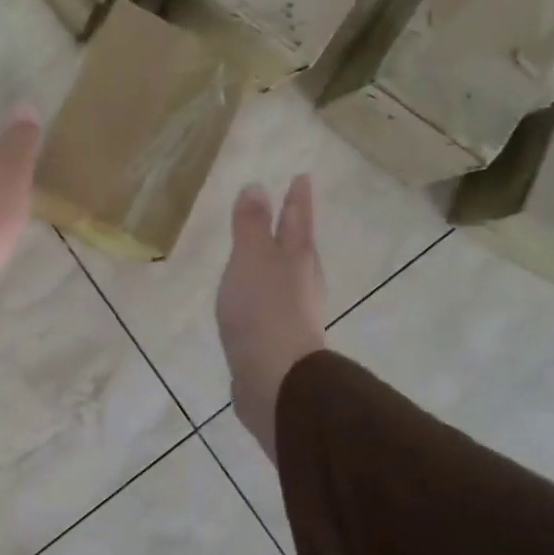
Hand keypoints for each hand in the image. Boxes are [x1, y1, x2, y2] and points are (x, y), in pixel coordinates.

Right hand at [216, 175, 326, 462]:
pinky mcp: (281, 339)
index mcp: (296, 257)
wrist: (275, 378)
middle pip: (299, 246)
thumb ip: (251, 225)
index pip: (296, 219)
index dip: (297, 198)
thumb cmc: (263, 310)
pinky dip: (267, 292)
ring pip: (290, 276)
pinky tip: (257, 301)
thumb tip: (257, 186)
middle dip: (295, 227)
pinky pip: (275, 304)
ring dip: (282, 261)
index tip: (302, 177)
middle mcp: (302, 281)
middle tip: (292, 208)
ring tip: (272, 252)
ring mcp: (295, 312)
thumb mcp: (251, 258)